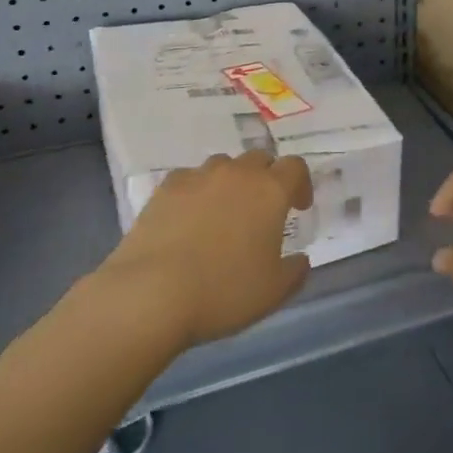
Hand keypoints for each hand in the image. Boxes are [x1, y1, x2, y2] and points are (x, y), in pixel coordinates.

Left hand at [99, 151, 311, 348]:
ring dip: (231, 182)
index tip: (298, 207)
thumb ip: (295, 271)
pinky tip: (189, 218)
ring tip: (223, 212)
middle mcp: (237, 174)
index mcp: (270, 191)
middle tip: (262, 210)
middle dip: (266, 178)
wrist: (151, 294)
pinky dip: (196, 191)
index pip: (295, 167)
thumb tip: (301, 259)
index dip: (300, 184)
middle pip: (259, 159)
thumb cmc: (223, 291)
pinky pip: (190, 179)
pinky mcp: (165, 188)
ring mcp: (198, 177)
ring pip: (223, 165)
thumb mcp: (273, 292)